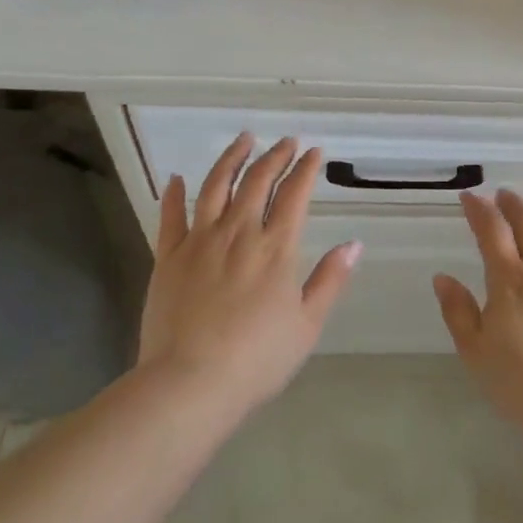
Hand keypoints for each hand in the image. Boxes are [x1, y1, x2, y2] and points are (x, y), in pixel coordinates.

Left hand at [139, 135, 360, 409]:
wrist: (190, 382)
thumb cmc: (257, 359)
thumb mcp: (307, 324)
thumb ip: (330, 280)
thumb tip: (354, 244)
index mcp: (276, 248)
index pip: (295, 194)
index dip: (306, 169)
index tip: (314, 152)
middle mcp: (239, 233)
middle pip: (257, 181)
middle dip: (275, 156)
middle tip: (286, 141)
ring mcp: (200, 241)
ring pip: (215, 186)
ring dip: (231, 158)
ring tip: (243, 140)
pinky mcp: (168, 257)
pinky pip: (171, 216)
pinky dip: (175, 193)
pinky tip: (177, 177)